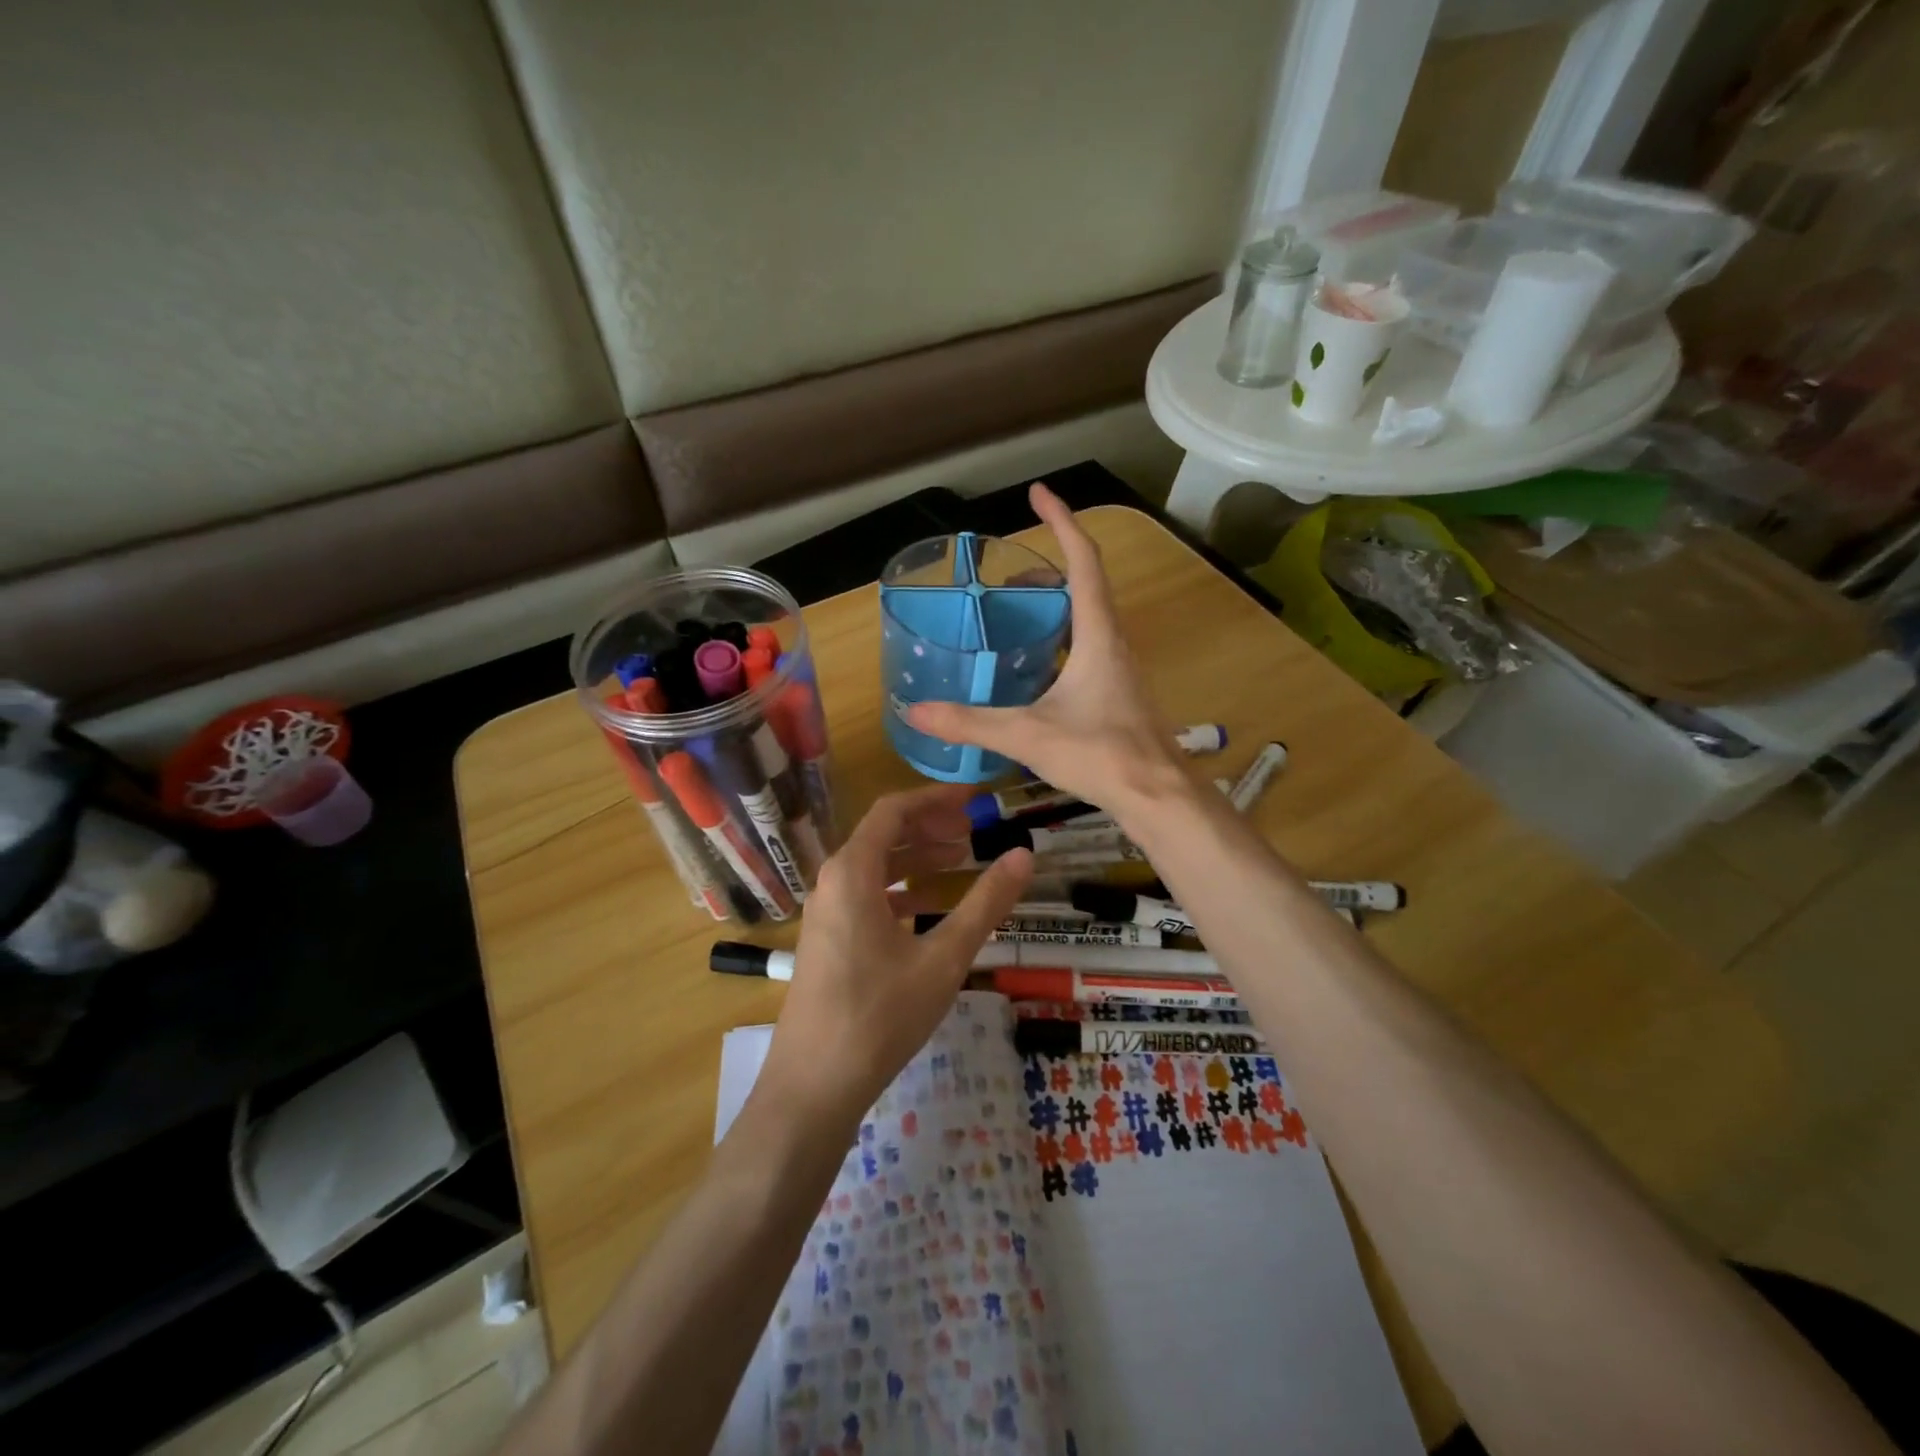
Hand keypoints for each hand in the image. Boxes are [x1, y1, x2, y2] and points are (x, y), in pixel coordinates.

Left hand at [761, 785, 1032, 1124]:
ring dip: (917, 859)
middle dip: (930, 827)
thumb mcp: (943, 958)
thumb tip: (1025, 855)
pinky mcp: (827, 940)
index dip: (936, 798)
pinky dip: (900, 891)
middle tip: (975, 831)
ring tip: (961, 862)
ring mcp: (825, 912)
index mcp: (853, 871)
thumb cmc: (879, 1015)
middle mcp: (833, 881)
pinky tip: (929, 909)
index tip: (975, 800)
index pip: (894, 810)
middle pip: (883, 835)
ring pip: (875, 867)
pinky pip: (866, 896)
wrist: (813, 1086)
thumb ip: (985, 904)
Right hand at [907, 482, 1185, 813]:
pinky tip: (1036, 670)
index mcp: (1097, 635)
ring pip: (1089, 618)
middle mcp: (1114, 643)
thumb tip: (916, 712)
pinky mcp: (1120, 694)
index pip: (1083, 561)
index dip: (1061, 522)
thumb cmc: (1100, 754)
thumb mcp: (1028, 735)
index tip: (1038, 493)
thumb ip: (971, 722)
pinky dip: (1062, 640)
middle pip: (1086, 585)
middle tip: (1007, 578)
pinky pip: (1089, 648)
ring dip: (1056, 605)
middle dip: (1049, 568)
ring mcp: (1121, 669)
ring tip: (1015, 616)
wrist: (1157, 796)